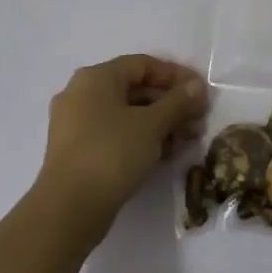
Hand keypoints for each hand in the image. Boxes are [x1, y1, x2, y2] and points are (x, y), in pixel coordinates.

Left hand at [32, 55, 207, 242]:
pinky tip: (165, 154)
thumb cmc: (112, 153)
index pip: (143, 64)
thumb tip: (197, 86)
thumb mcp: (152, 125)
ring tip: (187, 141)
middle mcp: (81, 93)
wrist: (69, 208)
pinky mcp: (77, 150)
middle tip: (198, 121)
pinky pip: (115, 133)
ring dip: (160, 124)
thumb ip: (178, 102)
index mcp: (96, 78)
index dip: (176, 75)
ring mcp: (76, 123)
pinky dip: (140, 138)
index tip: (201, 92)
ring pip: (126, 114)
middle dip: (171, 104)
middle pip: (135, 89)